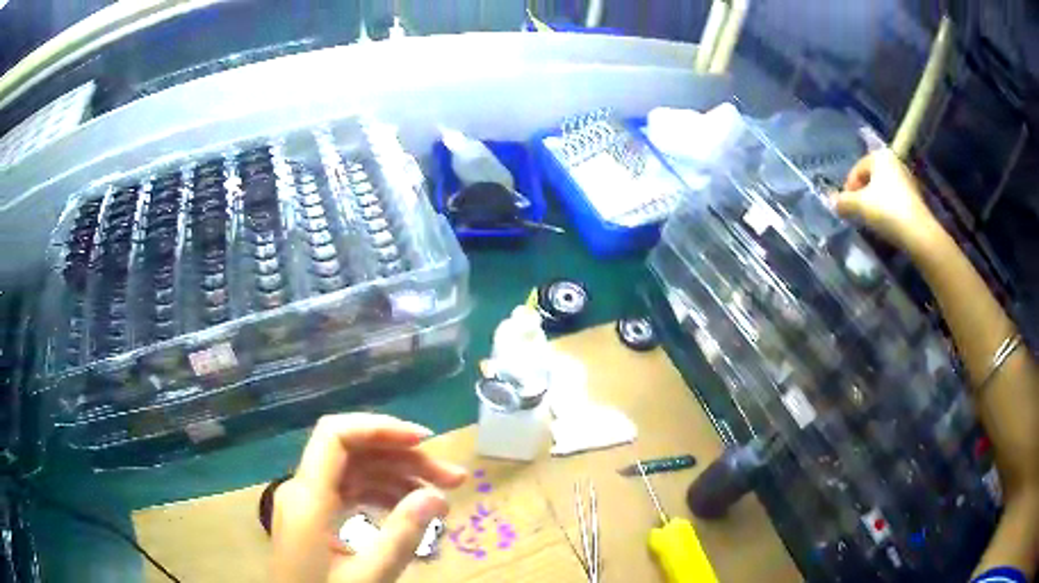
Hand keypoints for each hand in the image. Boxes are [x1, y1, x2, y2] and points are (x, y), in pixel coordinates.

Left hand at [271, 414, 466, 582]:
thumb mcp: (368, 576)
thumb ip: (401, 536)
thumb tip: (437, 495)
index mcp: (307, 497)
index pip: (336, 435)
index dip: (379, 428)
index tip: (424, 441)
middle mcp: (303, 489)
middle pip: (353, 452)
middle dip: (403, 457)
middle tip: (452, 477)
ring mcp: (308, 502)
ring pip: (354, 470)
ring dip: (398, 475)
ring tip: (441, 495)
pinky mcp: (314, 516)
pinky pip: (350, 491)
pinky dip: (382, 493)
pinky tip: (409, 508)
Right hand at [831, 149, 939, 252]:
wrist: (918, 233)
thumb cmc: (887, 211)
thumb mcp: (859, 206)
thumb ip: (843, 202)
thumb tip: (830, 201)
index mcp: (879, 156)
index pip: (857, 169)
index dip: (849, 187)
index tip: (846, 206)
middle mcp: (893, 161)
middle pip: (871, 177)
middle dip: (862, 194)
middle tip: (857, 212)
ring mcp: (906, 178)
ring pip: (883, 188)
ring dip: (874, 201)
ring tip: (870, 219)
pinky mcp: (914, 196)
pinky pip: (894, 198)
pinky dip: (887, 207)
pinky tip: (886, 222)